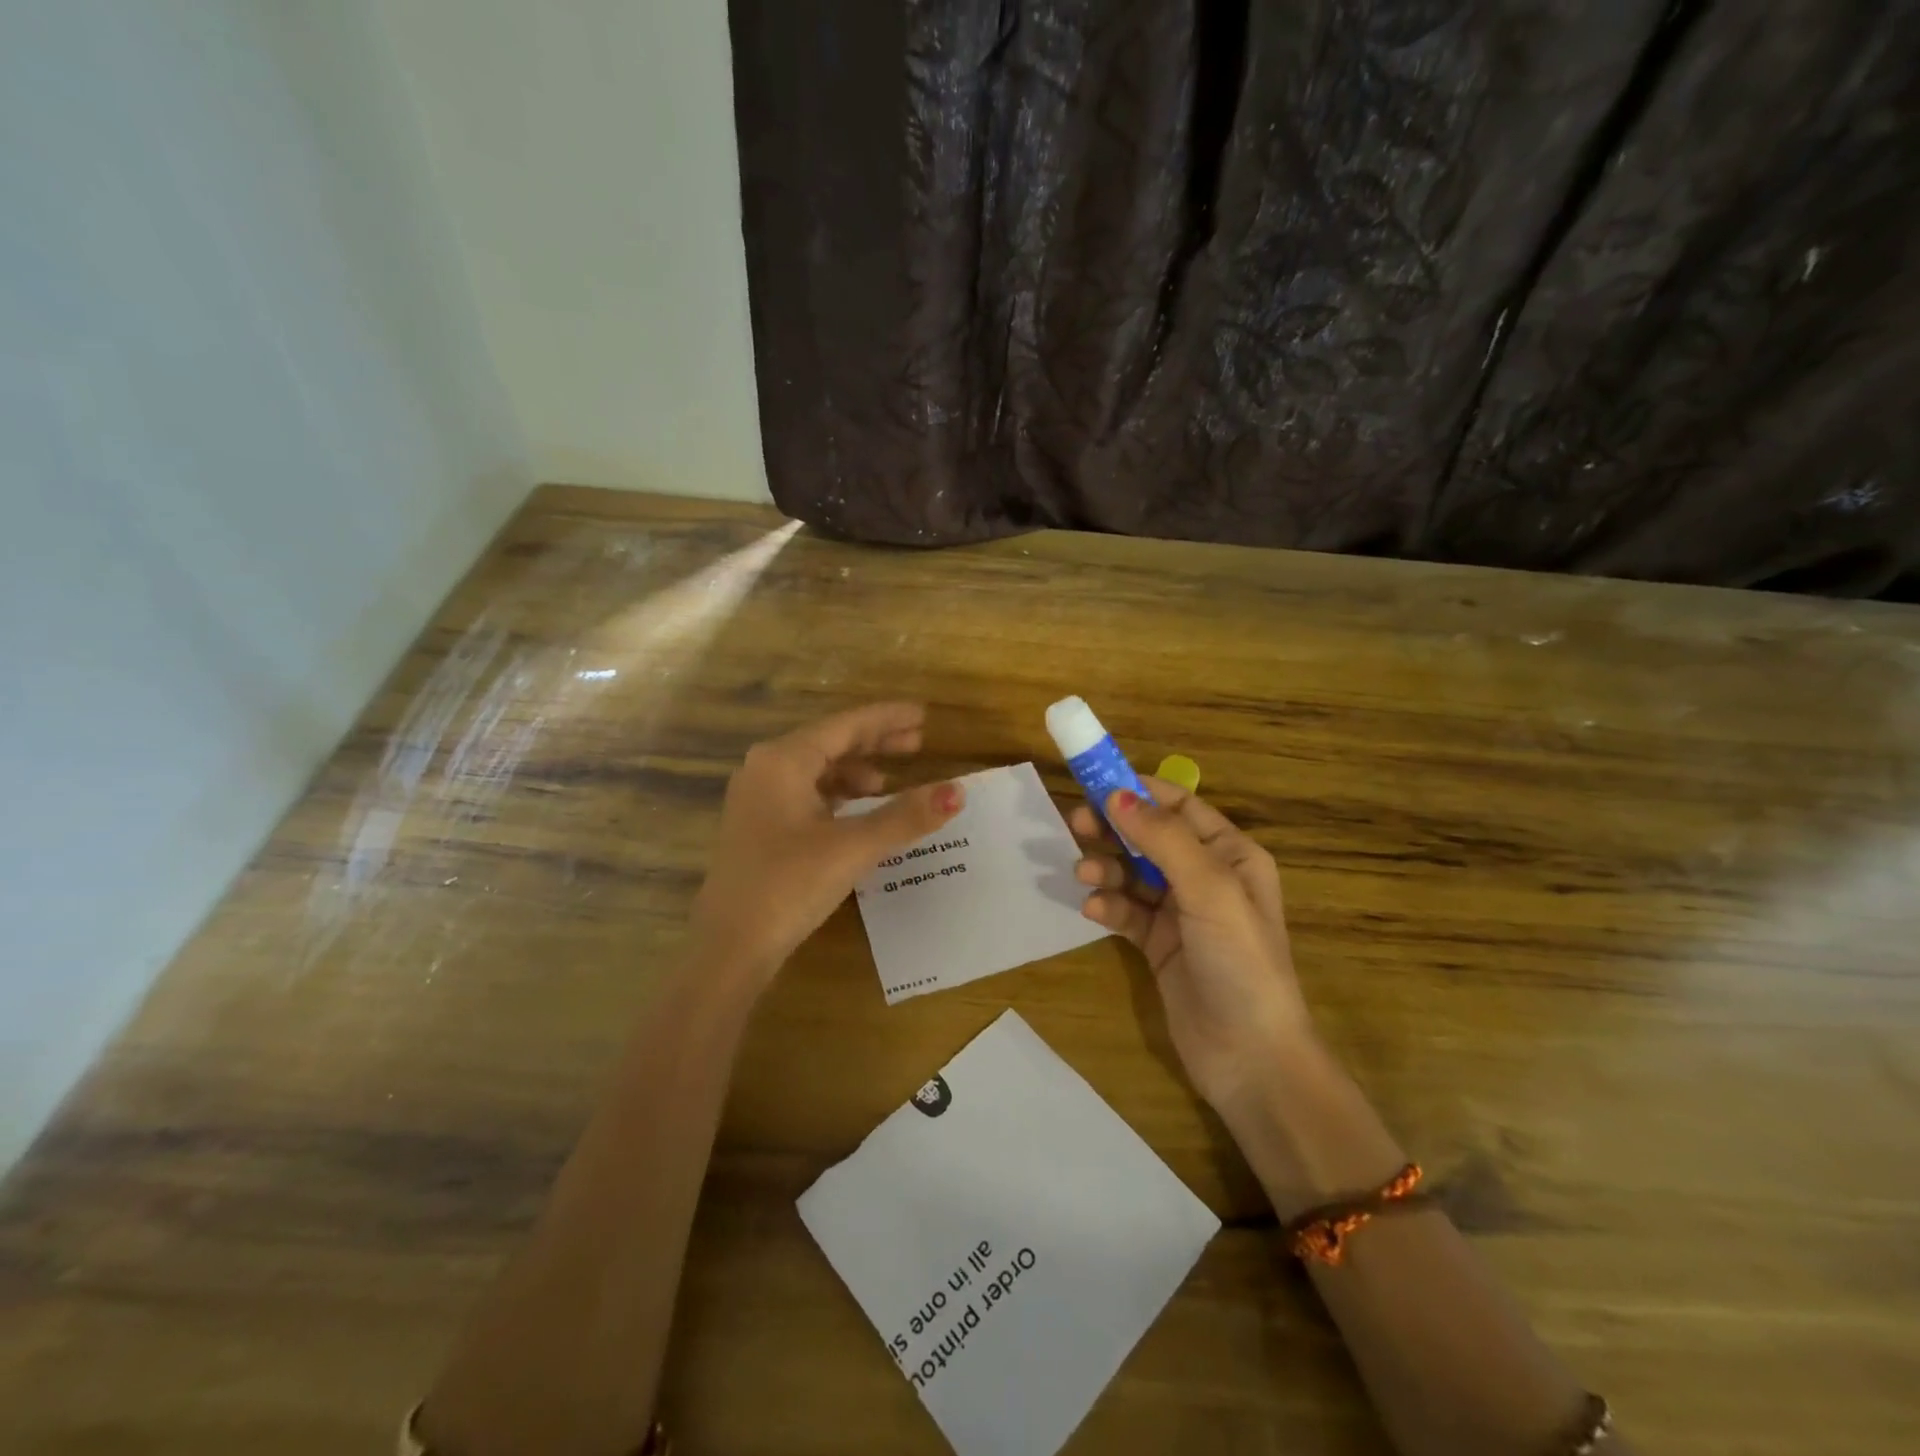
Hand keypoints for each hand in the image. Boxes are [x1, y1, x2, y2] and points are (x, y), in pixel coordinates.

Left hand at [690, 702, 963, 987]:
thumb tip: (957, 792)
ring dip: (856, 770)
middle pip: (830, 742)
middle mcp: (766, 768)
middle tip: (918, 742)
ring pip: (817, 769)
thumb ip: (906, 816)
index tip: (923, 715)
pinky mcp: (759, 826)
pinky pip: (806, 793)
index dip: (887, 719)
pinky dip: (837, 795)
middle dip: (875, 742)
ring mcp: (758, 798)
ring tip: (890, 783)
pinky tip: (857, 811)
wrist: (729, 946)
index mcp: (783, 760)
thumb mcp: (853, 847)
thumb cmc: (789, 885)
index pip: (845, 725)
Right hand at [1071, 778, 1312, 1111]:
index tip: (1094, 783)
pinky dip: (1109, 905)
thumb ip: (1163, 838)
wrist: (1249, 1057)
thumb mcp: (1209, 890)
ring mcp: (1181, 913)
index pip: (1180, 806)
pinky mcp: (1159, 945)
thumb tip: (1116, 794)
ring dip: (1107, 868)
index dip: (1139, 791)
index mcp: (1231, 855)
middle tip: (1074, 824)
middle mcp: (1206, 877)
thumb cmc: (1240, 961)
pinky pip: (1126, 911)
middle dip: (1113, 828)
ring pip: (1133, 873)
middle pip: (1149, 837)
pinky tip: (1094, 911)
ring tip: (1084, 875)